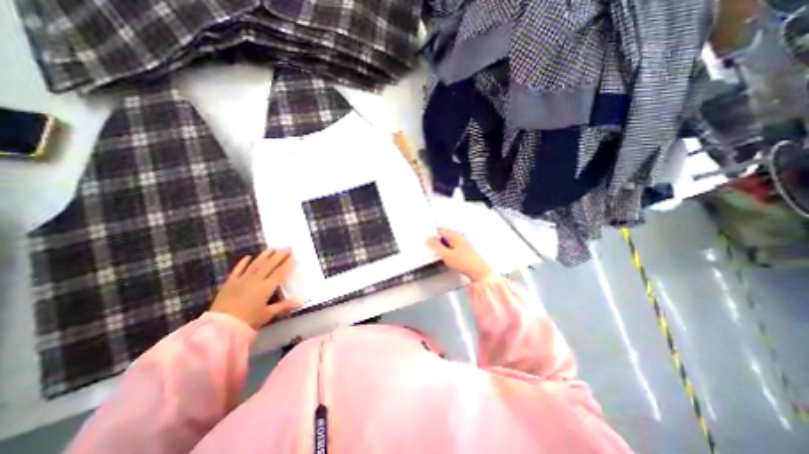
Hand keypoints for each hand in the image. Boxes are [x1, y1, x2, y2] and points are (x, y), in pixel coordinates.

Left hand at [208, 247, 299, 328]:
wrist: (220, 326)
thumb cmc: (248, 321)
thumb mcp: (267, 314)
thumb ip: (283, 306)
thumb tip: (299, 301)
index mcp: (266, 287)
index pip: (280, 273)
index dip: (287, 264)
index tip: (293, 257)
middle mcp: (256, 280)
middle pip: (269, 265)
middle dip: (279, 255)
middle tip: (287, 247)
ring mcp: (242, 280)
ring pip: (255, 264)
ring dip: (264, 255)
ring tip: (272, 248)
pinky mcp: (230, 283)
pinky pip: (238, 270)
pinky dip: (243, 263)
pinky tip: (248, 257)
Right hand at [429, 228, 493, 281]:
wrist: (479, 272)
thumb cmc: (465, 263)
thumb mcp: (446, 255)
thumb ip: (436, 246)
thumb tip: (429, 239)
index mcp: (455, 235)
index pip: (440, 230)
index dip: (433, 235)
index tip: (428, 241)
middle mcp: (460, 238)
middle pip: (444, 236)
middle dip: (438, 242)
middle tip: (434, 250)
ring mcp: (463, 244)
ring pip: (449, 243)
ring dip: (443, 248)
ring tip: (442, 256)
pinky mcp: (465, 251)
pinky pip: (453, 248)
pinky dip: (449, 252)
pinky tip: (449, 259)